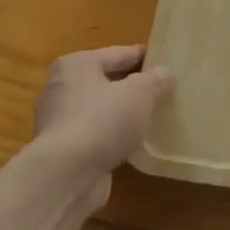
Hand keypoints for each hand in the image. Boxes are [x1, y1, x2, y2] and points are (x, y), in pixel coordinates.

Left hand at [23, 45, 170, 206]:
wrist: (66, 176)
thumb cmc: (103, 121)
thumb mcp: (140, 93)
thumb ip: (155, 79)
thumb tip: (163, 73)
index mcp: (77, 64)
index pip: (119, 54)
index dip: (146, 57)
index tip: (169, 62)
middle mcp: (62, 88)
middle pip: (107, 81)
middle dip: (134, 87)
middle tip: (164, 91)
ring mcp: (59, 122)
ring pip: (101, 110)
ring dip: (123, 114)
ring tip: (153, 118)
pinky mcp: (63, 151)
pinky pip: (96, 135)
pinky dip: (113, 138)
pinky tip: (134, 144)